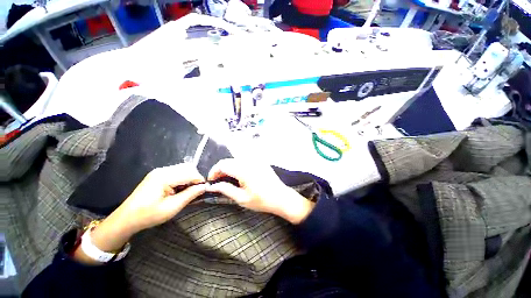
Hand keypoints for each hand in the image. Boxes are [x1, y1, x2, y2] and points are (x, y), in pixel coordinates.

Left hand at [75, 164, 205, 262]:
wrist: (126, 218)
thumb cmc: (149, 215)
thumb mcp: (172, 208)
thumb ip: (190, 195)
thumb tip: (205, 187)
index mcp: (164, 177)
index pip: (190, 173)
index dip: (199, 180)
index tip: (203, 190)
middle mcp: (162, 170)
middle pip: (188, 168)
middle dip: (195, 178)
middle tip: (195, 191)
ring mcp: (159, 171)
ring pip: (183, 168)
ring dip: (189, 178)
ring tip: (187, 191)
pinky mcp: (158, 174)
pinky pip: (177, 172)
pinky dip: (183, 178)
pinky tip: (179, 188)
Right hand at [207, 159, 314, 223]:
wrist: (281, 197)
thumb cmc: (261, 200)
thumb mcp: (241, 198)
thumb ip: (225, 189)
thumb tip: (212, 186)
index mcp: (244, 170)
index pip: (222, 164)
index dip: (214, 172)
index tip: (212, 181)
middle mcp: (249, 161)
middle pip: (229, 160)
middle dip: (220, 170)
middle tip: (219, 181)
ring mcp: (256, 160)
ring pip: (236, 160)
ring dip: (229, 167)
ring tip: (228, 179)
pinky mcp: (260, 161)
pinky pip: (245, 160)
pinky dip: (238, 166)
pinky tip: (239, 176)